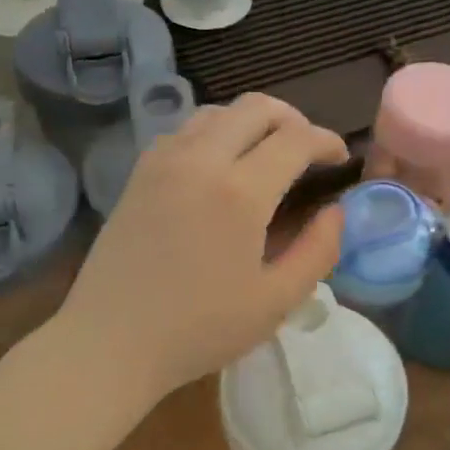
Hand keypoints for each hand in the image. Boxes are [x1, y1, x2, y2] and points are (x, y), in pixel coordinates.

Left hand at [55, 93, 348, 399]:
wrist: (110, 342)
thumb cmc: (199, 329)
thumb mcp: (276, 301)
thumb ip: (318, 250)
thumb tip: (336, 211)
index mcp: (240, 191)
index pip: (295, 138)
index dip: (326, 141)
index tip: (339, 159)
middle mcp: (200, 160)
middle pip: (256, 107)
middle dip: (292, 119)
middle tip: (307, 151)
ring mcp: (163, 161)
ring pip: (217, 112)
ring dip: (250, 123)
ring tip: (265, 156)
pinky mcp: (139, 173)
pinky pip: (184, 131)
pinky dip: (214, 133)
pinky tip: (219, 169)